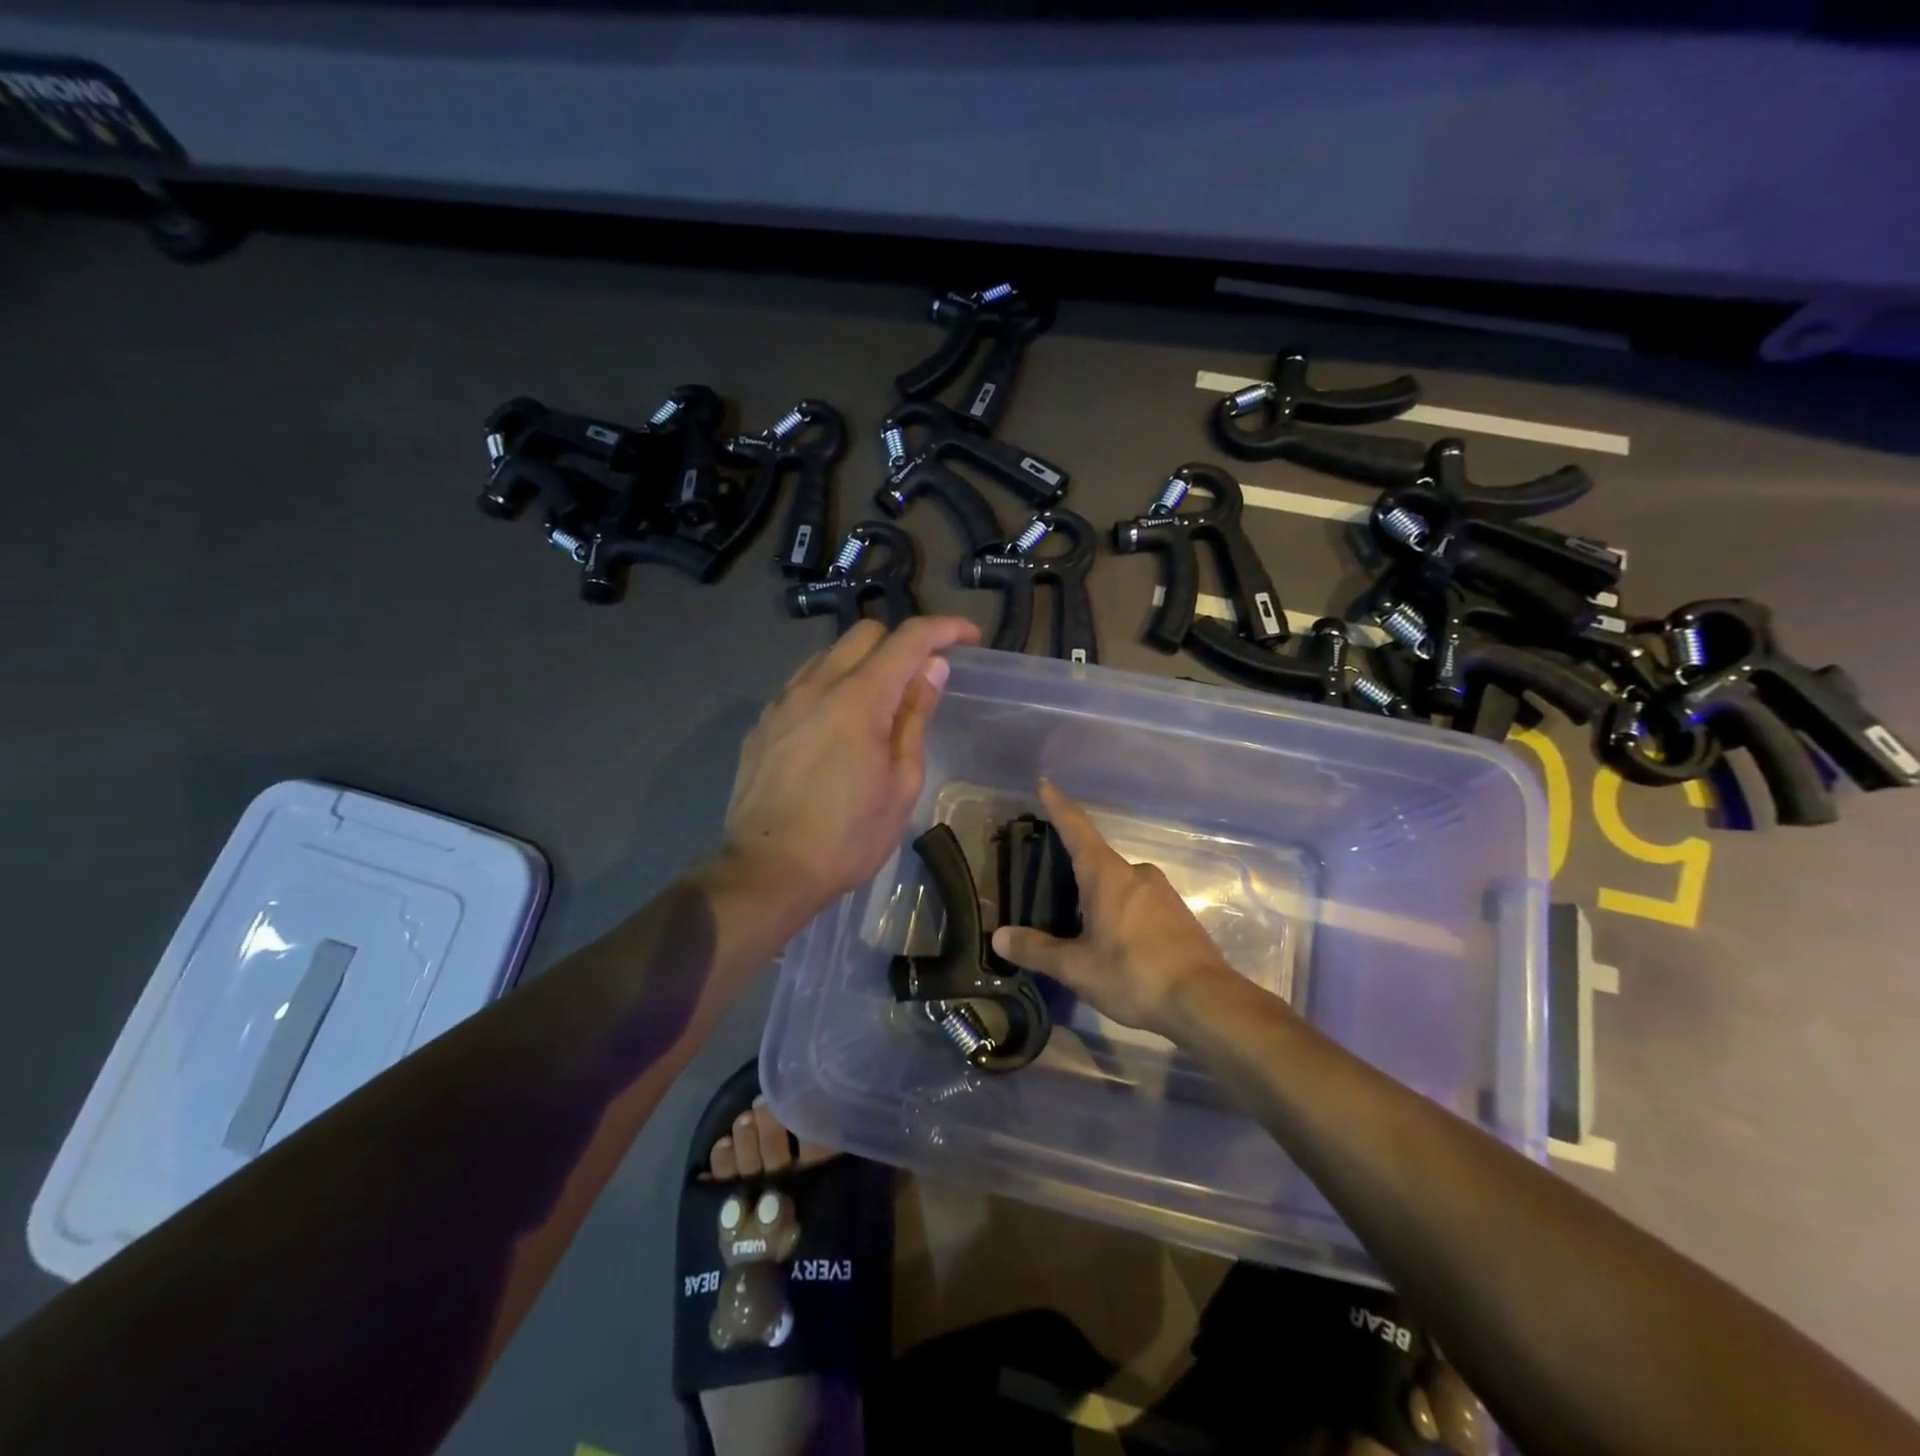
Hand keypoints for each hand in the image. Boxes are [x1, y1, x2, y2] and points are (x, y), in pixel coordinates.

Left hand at [721, 616, 979, 911]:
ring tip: (879, 705)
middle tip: (922, 678)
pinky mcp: (763, 723)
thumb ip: (915, 717)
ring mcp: (783, 702)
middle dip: (902, 642)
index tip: (969, 637)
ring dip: (863, 663)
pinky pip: (803, 684)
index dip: (945, 628)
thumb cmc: (849, 836)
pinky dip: (831, 687)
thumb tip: (931, 669)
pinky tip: (837, 726)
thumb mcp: (901, 783)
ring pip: (829, 655)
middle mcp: (816, 685)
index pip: (909, 639)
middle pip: (865, 632)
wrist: (768, 872)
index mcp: (859, 698)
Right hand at [990, 781, 1237, 1037]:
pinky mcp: (1179, 915)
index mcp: (1108, 875)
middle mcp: (1136, 873)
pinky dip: (1121, 912)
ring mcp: (1163, 893)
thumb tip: (999, 937)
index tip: (1045, 784)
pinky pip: (1139, 903)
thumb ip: (1037, 950)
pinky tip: (1115, 942)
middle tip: (1051, 885)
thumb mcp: (1077, 968)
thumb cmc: (1134, 974)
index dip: (1058, 806)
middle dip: (1075, 869)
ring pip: (1120, 884)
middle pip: (1097, 860)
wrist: (1206, 1002)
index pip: (1076, 829)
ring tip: (1080, 924)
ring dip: (1099, 896)